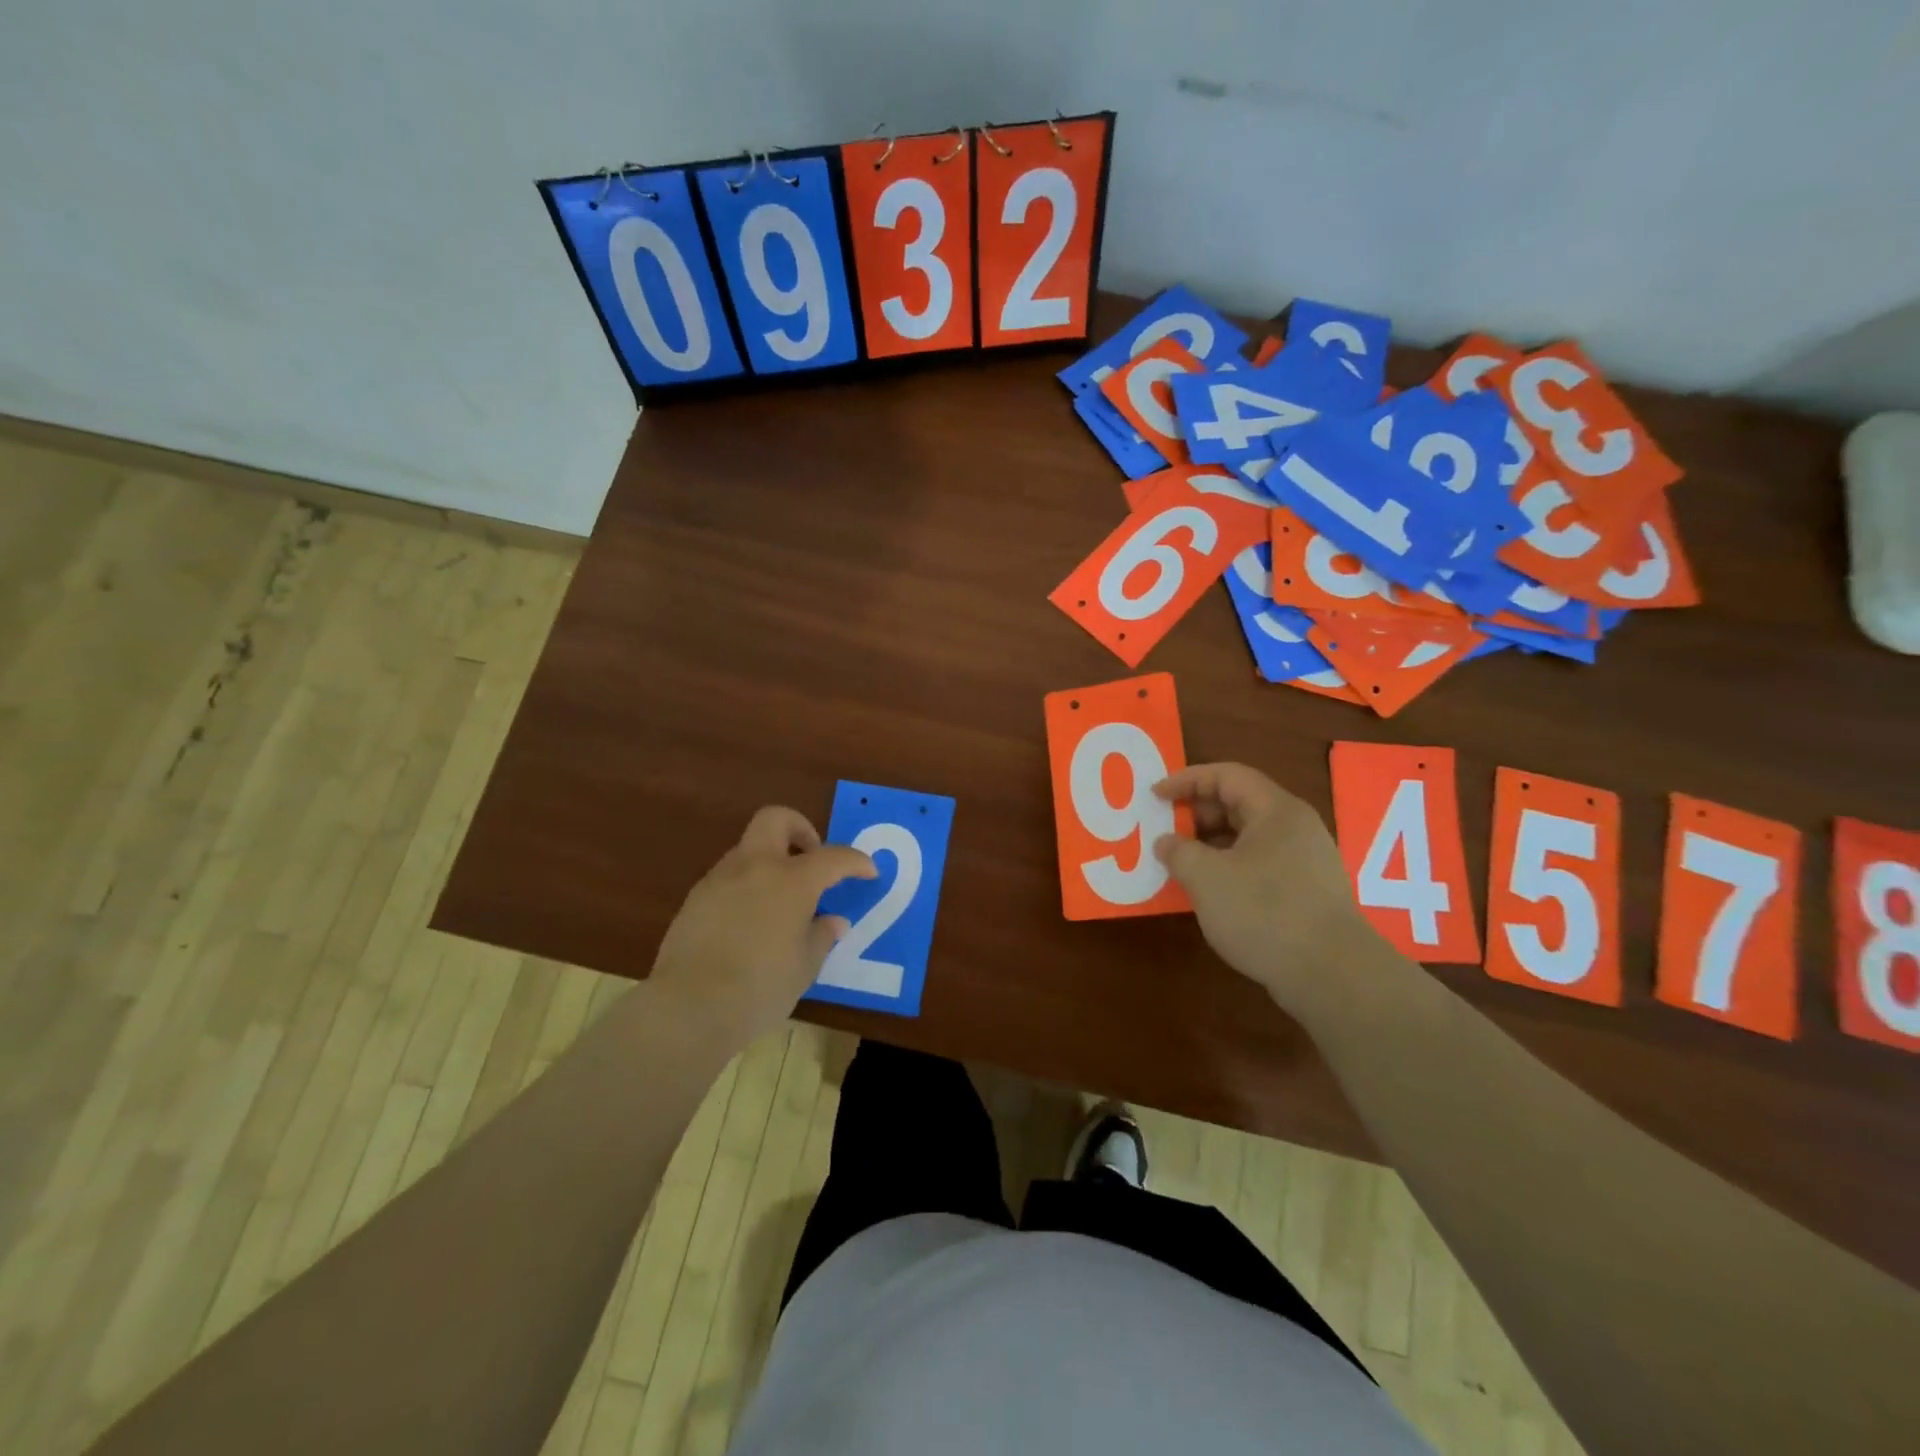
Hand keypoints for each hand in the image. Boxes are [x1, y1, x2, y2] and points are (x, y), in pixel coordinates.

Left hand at [650, 806, 875, 1044]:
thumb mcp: (804, 966)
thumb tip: (833, 922)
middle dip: (799, 829)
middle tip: (811, 858)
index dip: (855, 861)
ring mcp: (720, 879)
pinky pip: (729, 877)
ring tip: (782, 901)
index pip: (833, 856)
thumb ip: (821, 936)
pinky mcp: (695, 899)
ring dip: (771, 861)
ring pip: (749, 849)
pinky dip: (747, 886)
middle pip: (776, 819)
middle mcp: (755, 867)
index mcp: (792, 880)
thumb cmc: (760, 987)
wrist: (688, 1007)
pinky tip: (750, 922)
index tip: (868, 871)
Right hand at [1153, 763, 1383, 1016]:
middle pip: (1239, 803)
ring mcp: (1305, 861)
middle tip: (1165, 831)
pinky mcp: (1307, 892)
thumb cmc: (1264, 912)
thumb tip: (1166, 843)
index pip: (1227, 775)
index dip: (1186, 780)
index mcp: (1276, 810)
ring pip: (1249, 837)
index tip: (1155, 796)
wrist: (1332, 975)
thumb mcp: (1206, 878)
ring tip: (1180, 863)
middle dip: (1197, 813)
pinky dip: (1229, 868)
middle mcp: (1295, 827)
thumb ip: (1179, 852)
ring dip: (1210, 844)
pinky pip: (1259, 864)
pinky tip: (1210, 892)